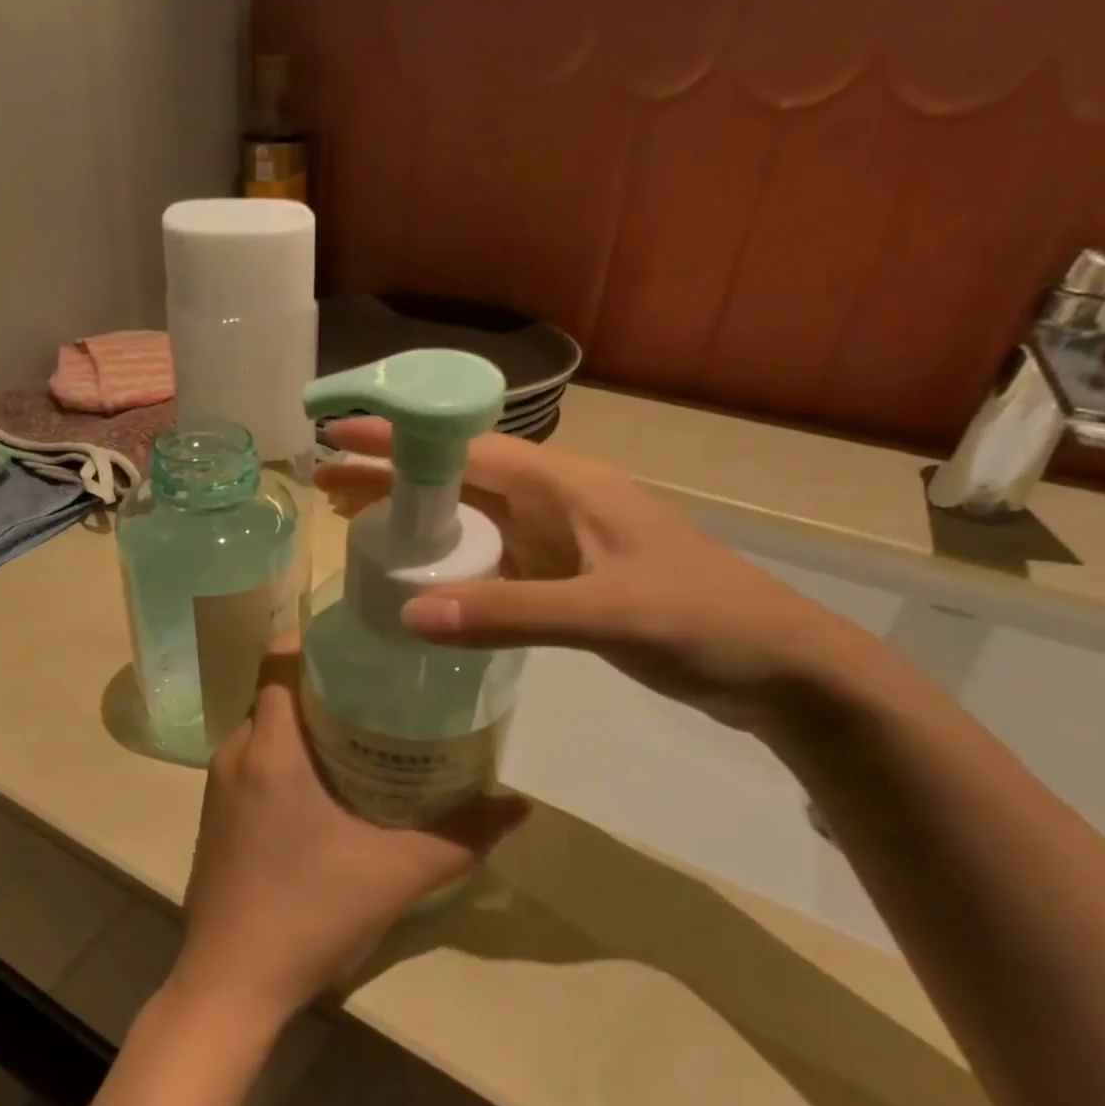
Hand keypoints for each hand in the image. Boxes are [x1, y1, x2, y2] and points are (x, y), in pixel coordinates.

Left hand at [170, 641, 528, 1029]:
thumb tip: (519, 804)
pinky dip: (286, 751)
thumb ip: (462, 834)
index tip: (362, 640)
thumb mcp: (397, 872)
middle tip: (380, 683)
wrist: (230, 985)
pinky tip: (327, 780)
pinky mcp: (216, 814)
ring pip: (265, 726)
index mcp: (270, 747)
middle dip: (323, 679)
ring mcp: (218, 785)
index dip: (315, 639)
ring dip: (305, 719)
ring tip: (362, 725)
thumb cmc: (310, 913)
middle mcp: (235, 752)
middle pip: (277, 690)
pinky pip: (253, 758)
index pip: (279, 659)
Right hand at [316, 418, 879, 729]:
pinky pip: (489, 560)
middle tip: (326, 487)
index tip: (339, 435)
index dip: (400, 439)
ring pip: (470, 519)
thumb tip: (407, 614)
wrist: (778, 670)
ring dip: (415, 519)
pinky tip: (417, 579)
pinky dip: (447, 563)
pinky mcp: (562, 578)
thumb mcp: (606, 613)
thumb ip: (508, 613)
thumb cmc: (702, 621)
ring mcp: (559, 542)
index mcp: (566, 485)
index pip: (465, 447)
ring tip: (353, 526)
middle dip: (392, 477)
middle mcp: (555, 502)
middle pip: (457, 478)